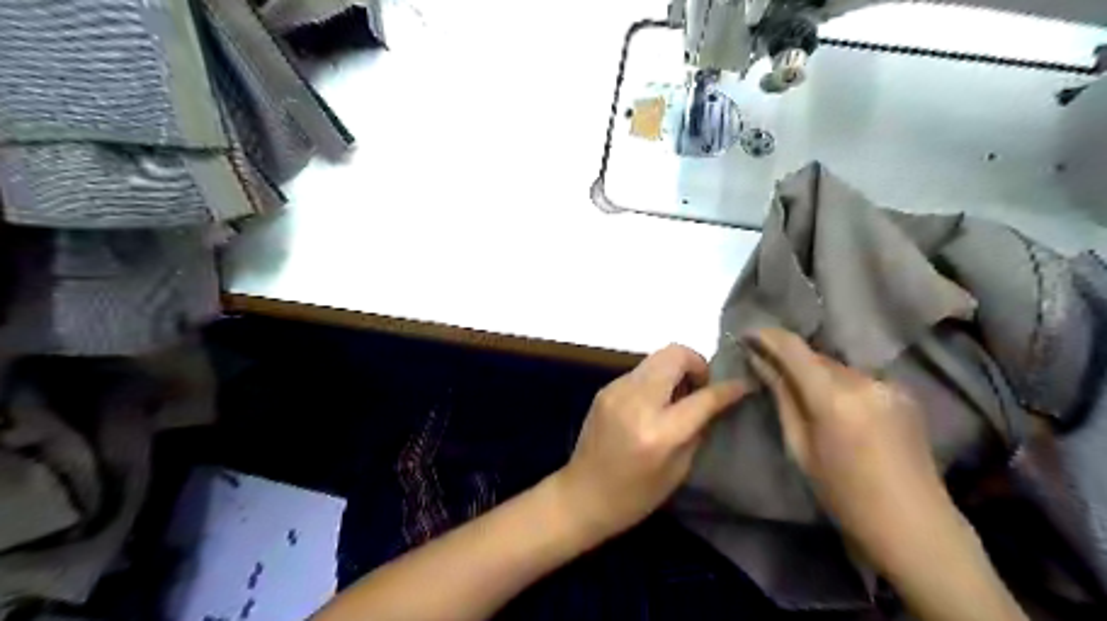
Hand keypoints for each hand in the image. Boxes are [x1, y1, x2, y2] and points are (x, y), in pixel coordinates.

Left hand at [552, 345, 742, 542]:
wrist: (582, 494)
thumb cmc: (634, 496)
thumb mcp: (678, 471)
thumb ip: (697, 429)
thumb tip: (712, 401)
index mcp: (659, 432)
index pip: (703, 397)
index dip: (729, 388)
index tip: (745, 384)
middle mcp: (637, 402)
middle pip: (675, 355)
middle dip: (697, 364)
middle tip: (701, 388)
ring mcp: (617, 390)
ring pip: (657, 358)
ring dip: (676, 369)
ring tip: (679, 395)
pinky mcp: (606, 388)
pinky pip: (640, 371)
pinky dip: (656, 378)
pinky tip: (655, 402)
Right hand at [744, 331, 960, 570]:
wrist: (913, 524)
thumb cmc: (843, 493)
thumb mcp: (800, 447)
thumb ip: (781, 397)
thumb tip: (759, 361)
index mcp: (834, 397)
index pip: (794, 349)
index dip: (768, 336)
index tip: (747, 334)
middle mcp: (864, 381)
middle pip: (816, 356)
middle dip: (789, 357)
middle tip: (765, 363)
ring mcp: (888, 385)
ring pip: (838, 367)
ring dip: (815, 372)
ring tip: (799, 388)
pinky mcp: (903, 393)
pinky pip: (859, 379)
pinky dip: (839, 384)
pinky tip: (835, 405)